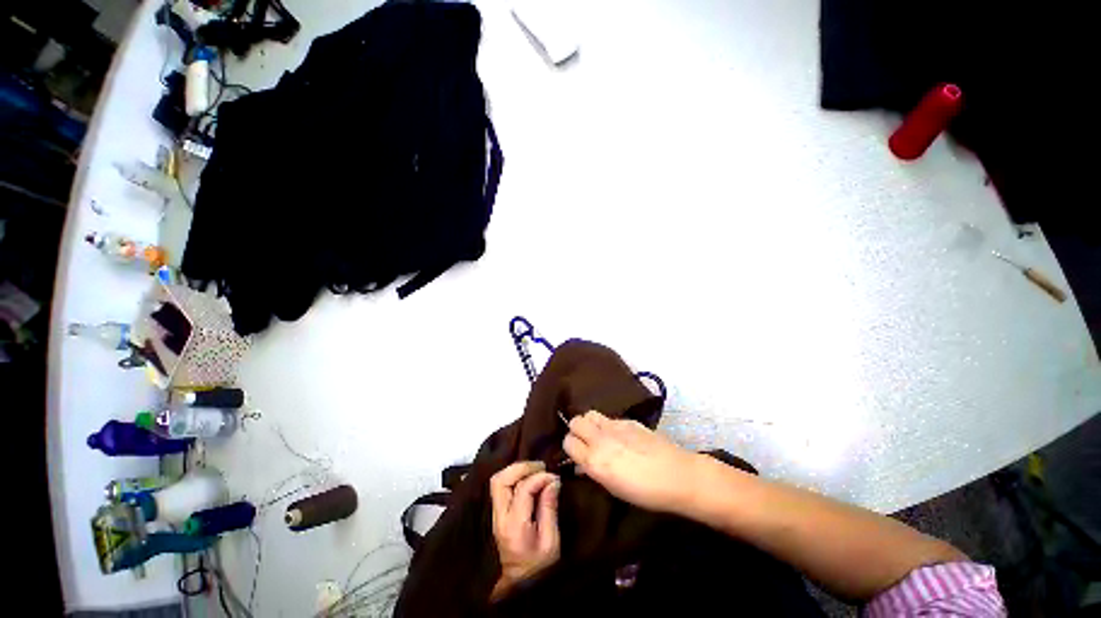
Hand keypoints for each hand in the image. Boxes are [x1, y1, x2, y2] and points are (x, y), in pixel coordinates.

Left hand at [488, 461, 560, 599]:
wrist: (520, 585)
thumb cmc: (539, 566)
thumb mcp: (551, 541)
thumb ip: (550, 508)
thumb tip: (553, 480)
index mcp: (514, 526)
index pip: (522, 489)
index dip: (539, 477)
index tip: (554, 477)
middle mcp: (500, 517)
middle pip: (500, 480)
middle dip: (521, 467)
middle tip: (541, 467)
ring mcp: (495, 515)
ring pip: (497, 480)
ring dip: (516, 470)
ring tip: (535, 470)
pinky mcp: (497, 513)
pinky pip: (500, 486)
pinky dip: (513, 476)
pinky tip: (527, 477)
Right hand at [563, 410, 701, 514]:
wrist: (676, 475)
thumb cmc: (644, 492)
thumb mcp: (612, 488)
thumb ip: (593, 471)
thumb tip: (582, 463)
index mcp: (594, 461)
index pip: (568, 442)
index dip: (571, 447)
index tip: (577, 454)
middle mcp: (600, 439)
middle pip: (575, 421)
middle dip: (577, 430)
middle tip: (587, 441)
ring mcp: (614, 426)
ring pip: (589, 414)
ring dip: (589, 423)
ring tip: (599, 434)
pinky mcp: (627, 420)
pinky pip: (608, 417)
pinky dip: (607, 424)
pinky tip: (619, 435)